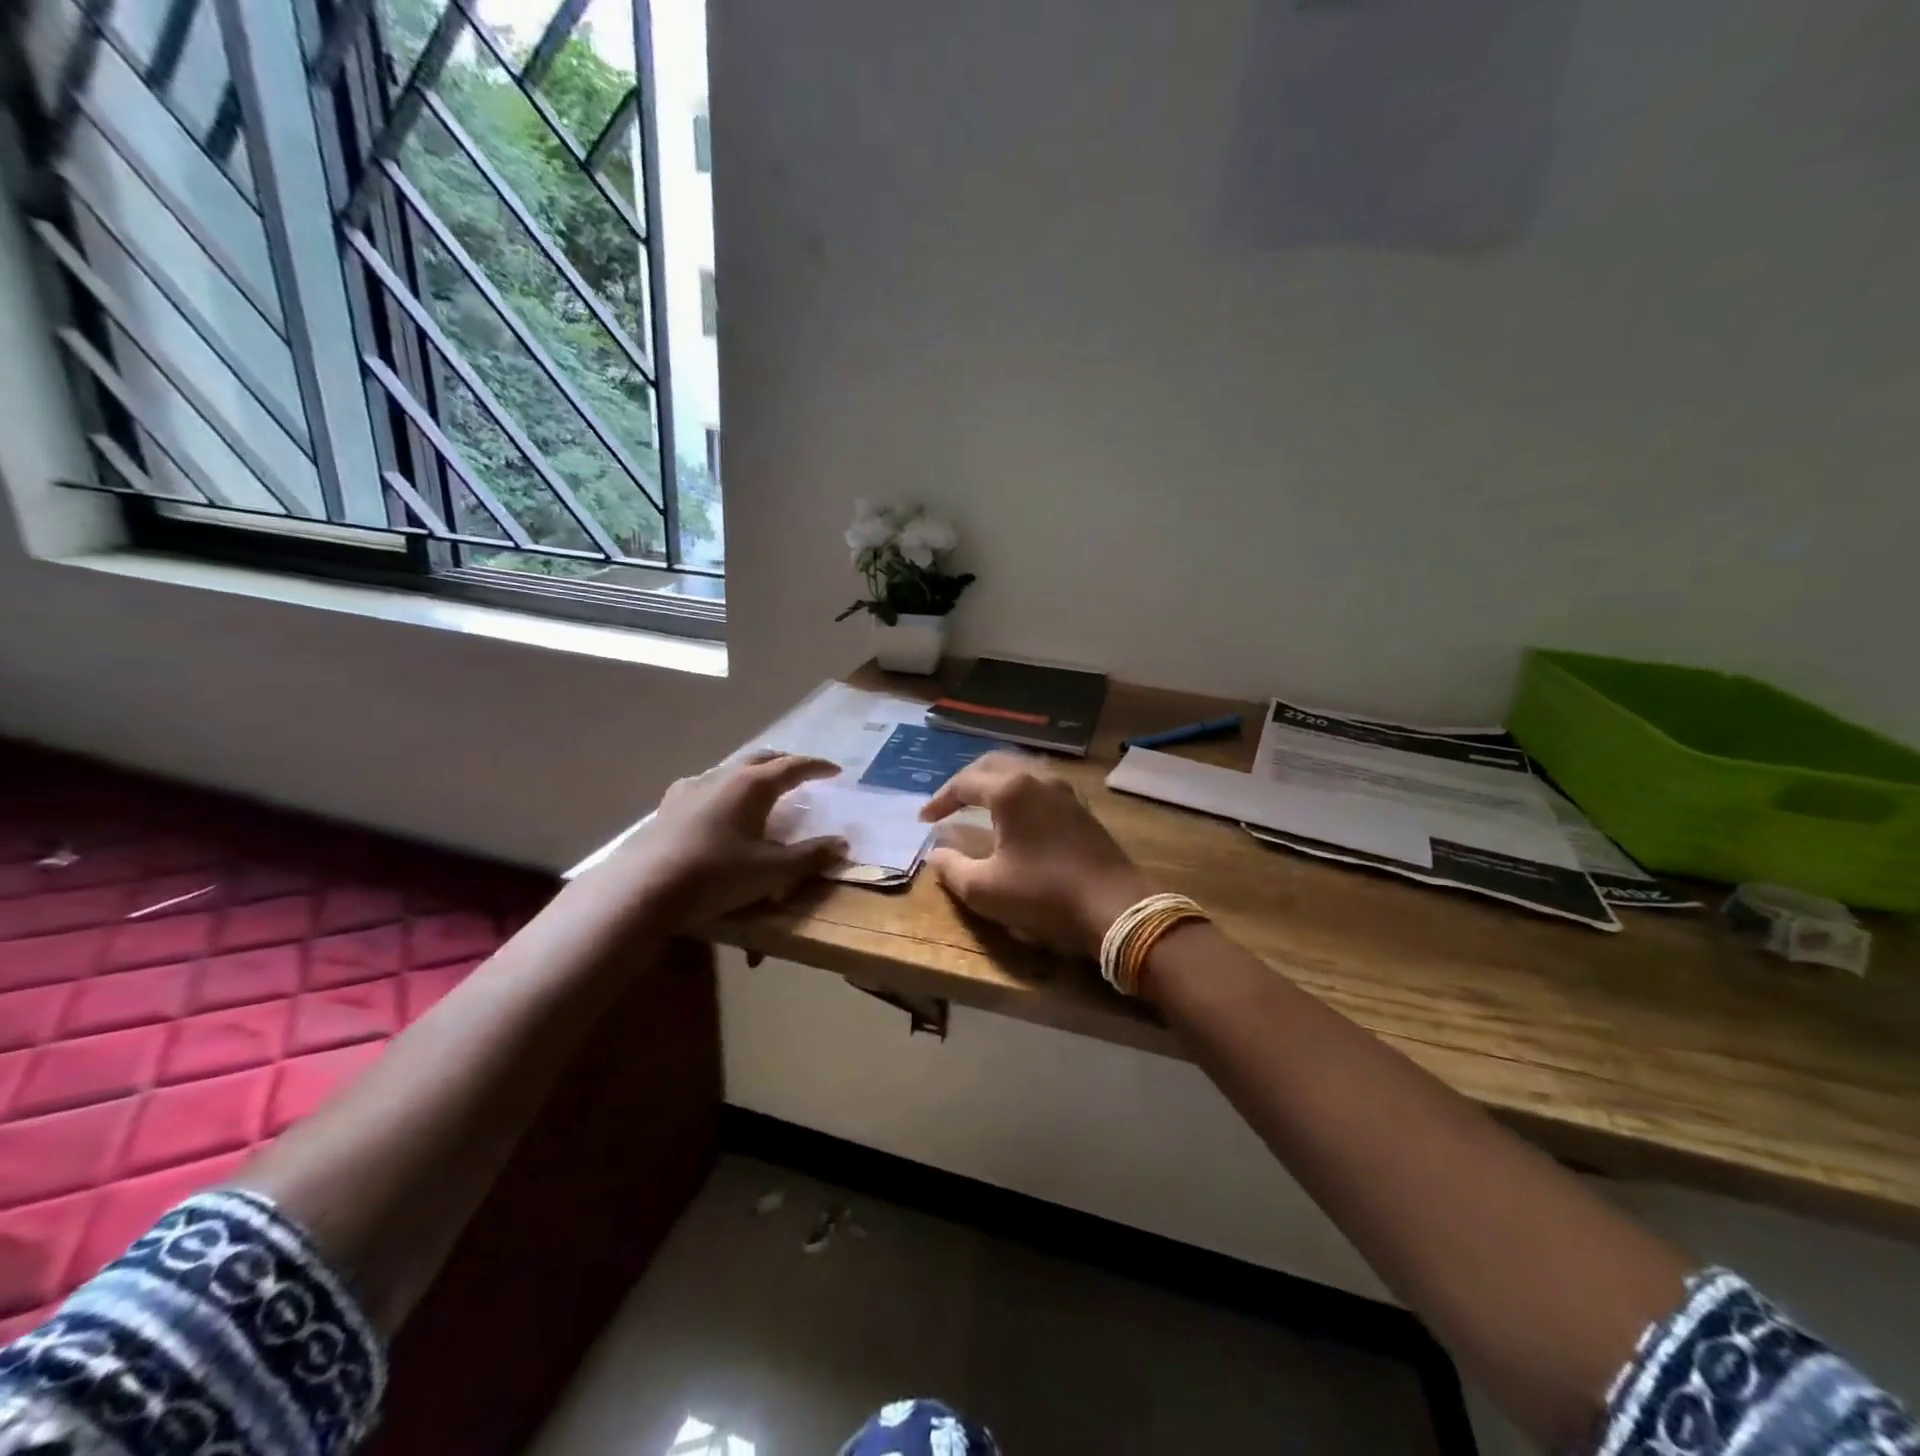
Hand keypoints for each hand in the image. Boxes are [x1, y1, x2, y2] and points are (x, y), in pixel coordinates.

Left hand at [606, 752, 848, 926]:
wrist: (646, 888)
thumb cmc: (717, 875)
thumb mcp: (772, 872)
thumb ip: (810, 856)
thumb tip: (842, 844)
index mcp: (753, 785)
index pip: (794, 766)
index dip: (817, 767)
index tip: (836, 770)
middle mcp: (724, 776)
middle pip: (762, 758)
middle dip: (786, 762)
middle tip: (803, 772)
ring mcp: (693, 787)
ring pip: (732, 769)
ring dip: (755, 772)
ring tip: (764, 786)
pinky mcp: (670, 804)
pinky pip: (706, 784)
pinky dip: (724, 787)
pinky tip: (718, 802)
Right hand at [919, 752, 1152, 956]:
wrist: (1114, 906)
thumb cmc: (1044, 895)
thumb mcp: (985, 890)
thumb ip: (952, 869)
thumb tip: (935, 854)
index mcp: (1010, 791)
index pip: (964, 783)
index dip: (940, 800)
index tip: (924, 819)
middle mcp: (1037, 779)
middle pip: (993, 765)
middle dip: (966, 781)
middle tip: (949, 802)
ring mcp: (1064, 791)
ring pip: (1021, 770)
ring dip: (995, 781)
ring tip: (980, 801)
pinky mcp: (1081, 808)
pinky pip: (1041, 785)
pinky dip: (1020, 791)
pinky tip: (1018, 813)